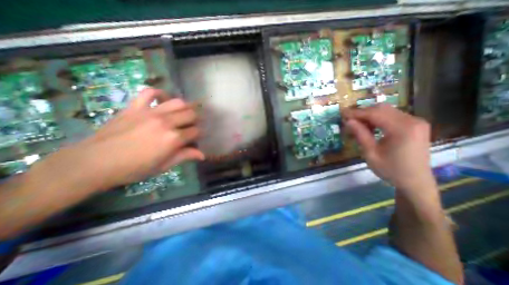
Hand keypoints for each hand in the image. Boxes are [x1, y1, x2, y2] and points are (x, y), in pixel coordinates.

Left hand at [42, 88, 203, 191]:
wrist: (94, 163)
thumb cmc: (134, 168)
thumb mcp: (163, 166)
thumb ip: (185, 156)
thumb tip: (203, 155)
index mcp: (174, 138)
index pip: (196, 131)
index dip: (200, 134)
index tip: (198, 138)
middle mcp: (166, 122)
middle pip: (191, 114)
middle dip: (197, 119)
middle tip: (194, 125)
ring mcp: (150, 112)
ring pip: (177, 102)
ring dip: (185, 107)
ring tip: (185, 113)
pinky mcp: (135, 107)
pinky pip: (149, 92)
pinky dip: (159, 93)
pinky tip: (163, 98)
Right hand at [342, 105, 432, 192]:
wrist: (415, 181)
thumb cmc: (391, 170)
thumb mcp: (370, 153)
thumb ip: (360, 135)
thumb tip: (348, 121)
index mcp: (402, 129)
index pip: (374, 114)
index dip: (356, 113)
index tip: (342, 113)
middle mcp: (412, 121)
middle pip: (381, 109)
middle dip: (362, 112)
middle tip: (348, 119)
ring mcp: (416, 122)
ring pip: (387, 111)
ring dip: (369, 115)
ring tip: (357, 124)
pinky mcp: (415, 125)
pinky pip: (393, 116)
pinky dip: (378, 118)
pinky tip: (370, 127)